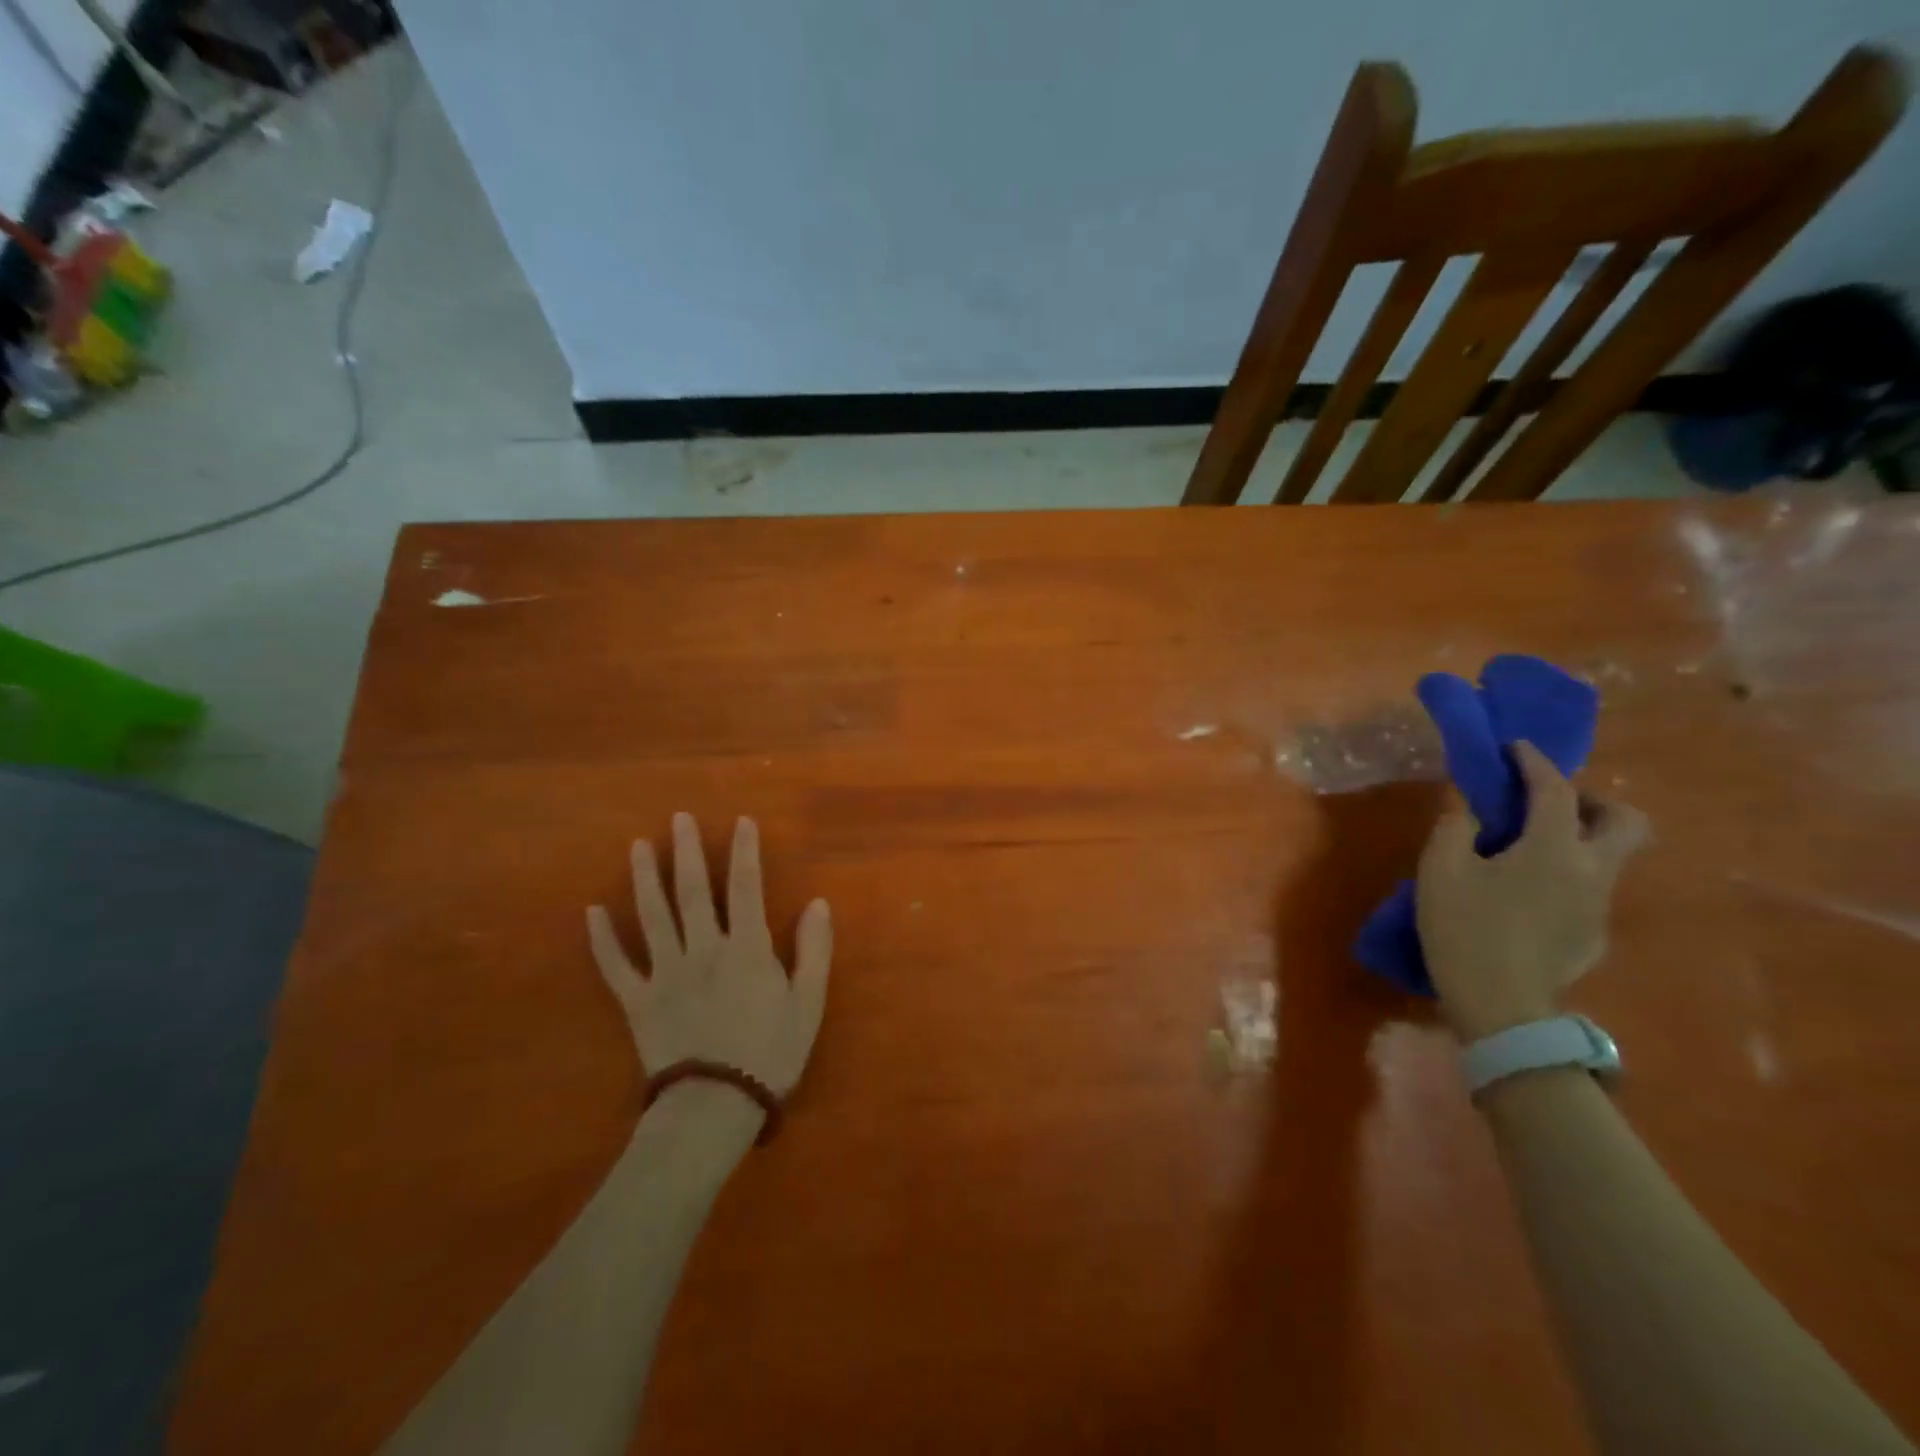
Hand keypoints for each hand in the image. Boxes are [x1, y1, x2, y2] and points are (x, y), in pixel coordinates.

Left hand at [587, 813, 830, 1100]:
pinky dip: (602, 939)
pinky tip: (592, 912)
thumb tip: (817, 903)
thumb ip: (813, 949)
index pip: (746, 887)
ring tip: (638, 846)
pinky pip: (615, 965)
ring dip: (645, 878)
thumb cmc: (771, 1053)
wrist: (715, 1107)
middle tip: (678, 818)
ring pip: (652, 916)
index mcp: (746, 947)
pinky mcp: (638, 1001)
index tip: (741, 821)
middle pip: (693, 891)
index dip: (744, 852)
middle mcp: (703, 949)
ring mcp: (665, 973)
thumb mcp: (809, 1002)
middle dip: (687, 851)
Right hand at [1417, 742, 1647, 1042]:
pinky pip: (1588, 889)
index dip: (1535, 762)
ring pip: (1608, 856)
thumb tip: (1468, 810)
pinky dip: (1564, 875)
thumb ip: (1454, 828)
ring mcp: (1599, 906)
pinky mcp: (1594, 935)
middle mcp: (1591, 871)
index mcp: (1553, 849)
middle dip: (1592, 800)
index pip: (1555, 789)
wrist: (1499, 1006)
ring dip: (1577, 838)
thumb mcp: (1440, 870)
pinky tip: (1524, 894)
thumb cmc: (1464, 928)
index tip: (1515, 747)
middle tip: (1549, 802)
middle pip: (1625, 821)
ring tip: (1526, 848)